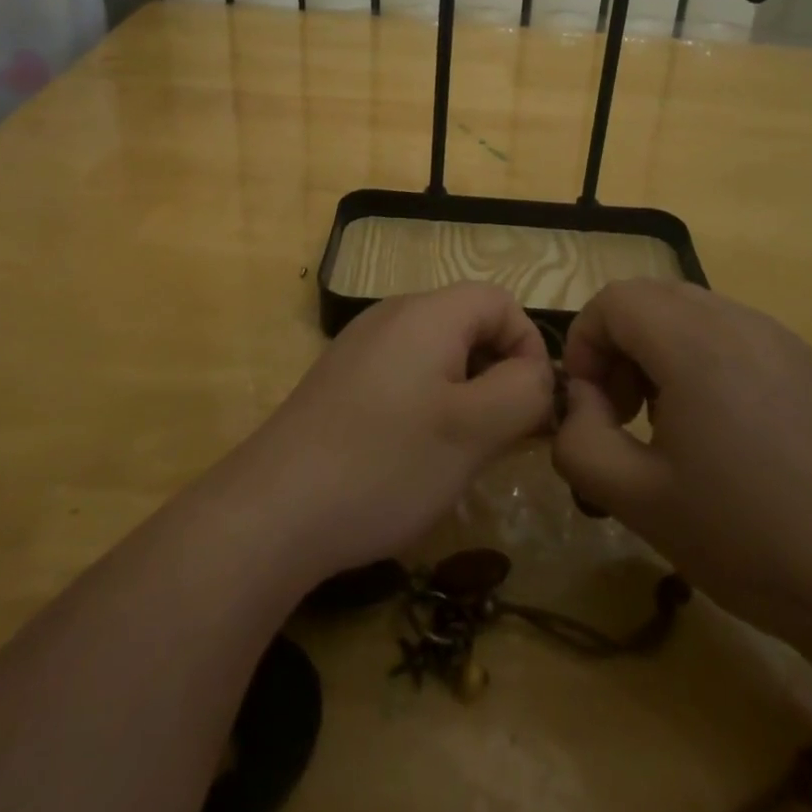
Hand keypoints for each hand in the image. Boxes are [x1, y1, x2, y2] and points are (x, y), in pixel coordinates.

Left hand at [231, 283, 553, 580]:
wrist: (273, 510)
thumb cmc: (386, 463)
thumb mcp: (475, 430)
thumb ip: (525, 391)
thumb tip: (538, 375)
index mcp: (428, 313)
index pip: (500, 301)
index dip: (528, 346)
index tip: (529, 407)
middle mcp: (392, 316)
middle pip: (468, 324)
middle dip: (497, 374)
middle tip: (501, 437)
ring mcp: (360, 347)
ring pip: (437, 354)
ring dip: (464, 395)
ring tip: (461, 452)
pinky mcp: (340, 381)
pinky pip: (403, 376)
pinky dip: (427, 405)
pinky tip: (413, 456)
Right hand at [553, 280, 811, 646]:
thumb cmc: (748, 539)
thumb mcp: (637, 500)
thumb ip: (579, 441)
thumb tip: (583, 402)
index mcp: (695, 343)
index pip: (614, 300)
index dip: (585, 342)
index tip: (592, 405)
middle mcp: (739, 320)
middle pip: (651, 298)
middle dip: (619, 345)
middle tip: (623, 412)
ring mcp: (780, 338)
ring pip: (692, 312)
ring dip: (659, 350)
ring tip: (669, 423)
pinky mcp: (808, 363)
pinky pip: (733, 333)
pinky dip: (702, 358)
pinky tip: (723, 431)